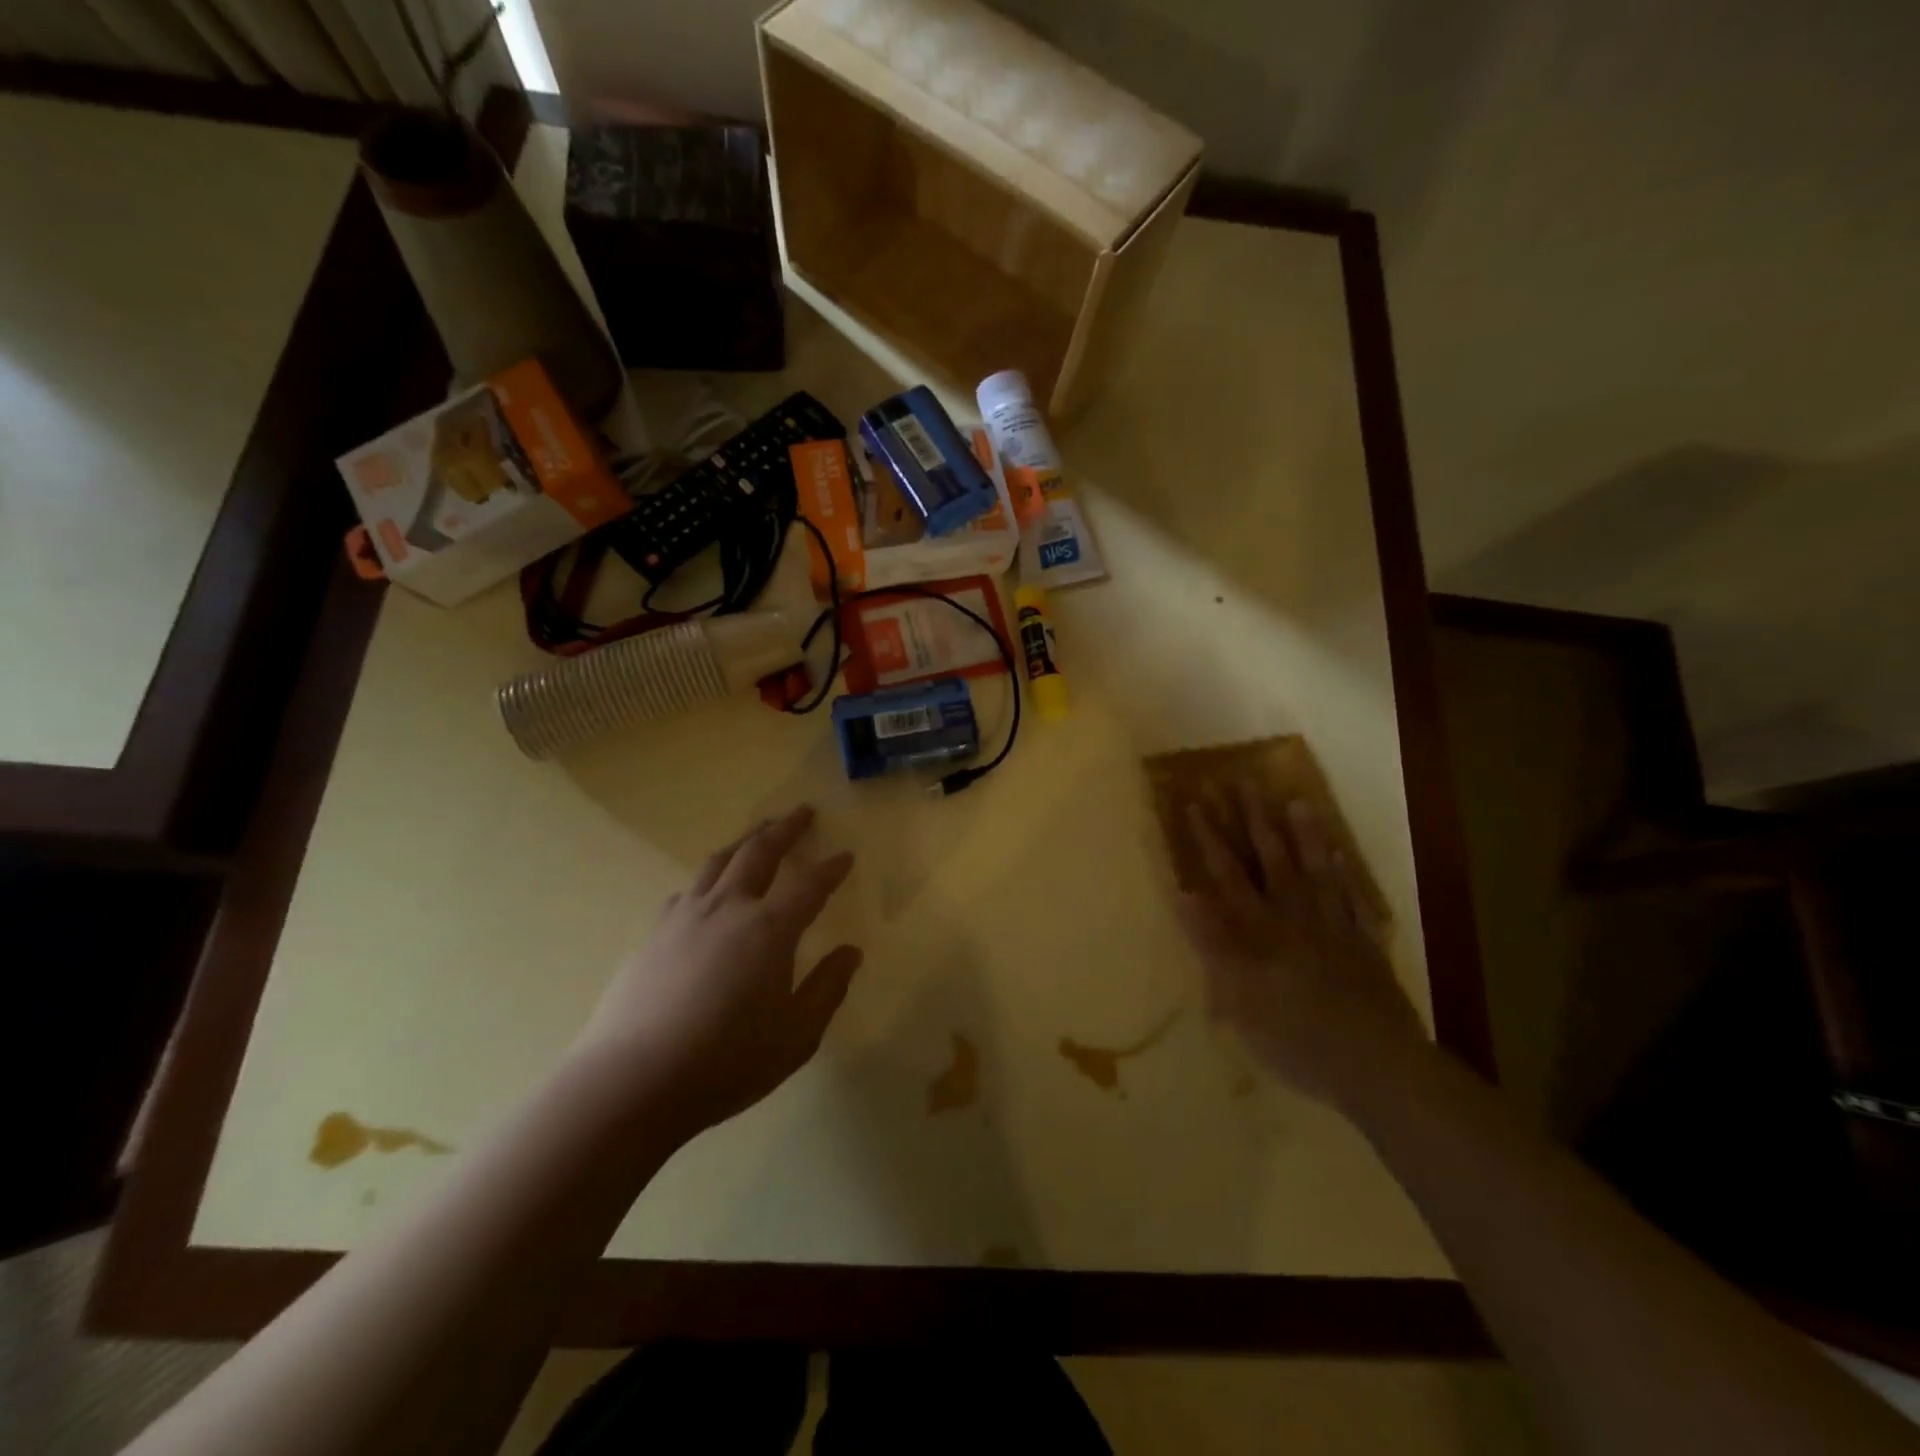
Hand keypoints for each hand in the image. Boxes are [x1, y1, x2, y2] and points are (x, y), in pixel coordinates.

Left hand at [574, 805, 861, 1140]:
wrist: (631, 1082)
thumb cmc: (726, 1062)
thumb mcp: (796, 1036)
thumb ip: (827, 989)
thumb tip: (851, 952)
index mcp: (769, 929)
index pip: (810, 885)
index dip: (832, 868)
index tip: (846, 856)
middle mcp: (728, 909)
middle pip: (759, 852)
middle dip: (785, 828)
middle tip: (802, 812)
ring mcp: (685, 918)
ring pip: (718, 861)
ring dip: (744, 841)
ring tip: (758, 834)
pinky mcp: (653, 935)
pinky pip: (688, 890)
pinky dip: (708, 878)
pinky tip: (707, 890)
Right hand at [1177, 784, 1426, 1107]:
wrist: (1377, 1066)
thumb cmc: (1296, 1039)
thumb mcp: (1239, 999)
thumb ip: (1213, 943)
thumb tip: (1186, 893)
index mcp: (1261, 931)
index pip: (1228, 875)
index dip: (1209, 838)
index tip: (1196, 802)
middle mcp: (1296, 918)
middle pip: (1272, 861)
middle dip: (1255, 821)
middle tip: (1245, 782)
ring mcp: (1335, 929)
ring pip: (1316, 872)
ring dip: (1305, 836)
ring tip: (1298, 800)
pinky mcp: (1366, 948)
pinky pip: (1354, 901)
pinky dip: (1348, 876)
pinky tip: (1343, 856)